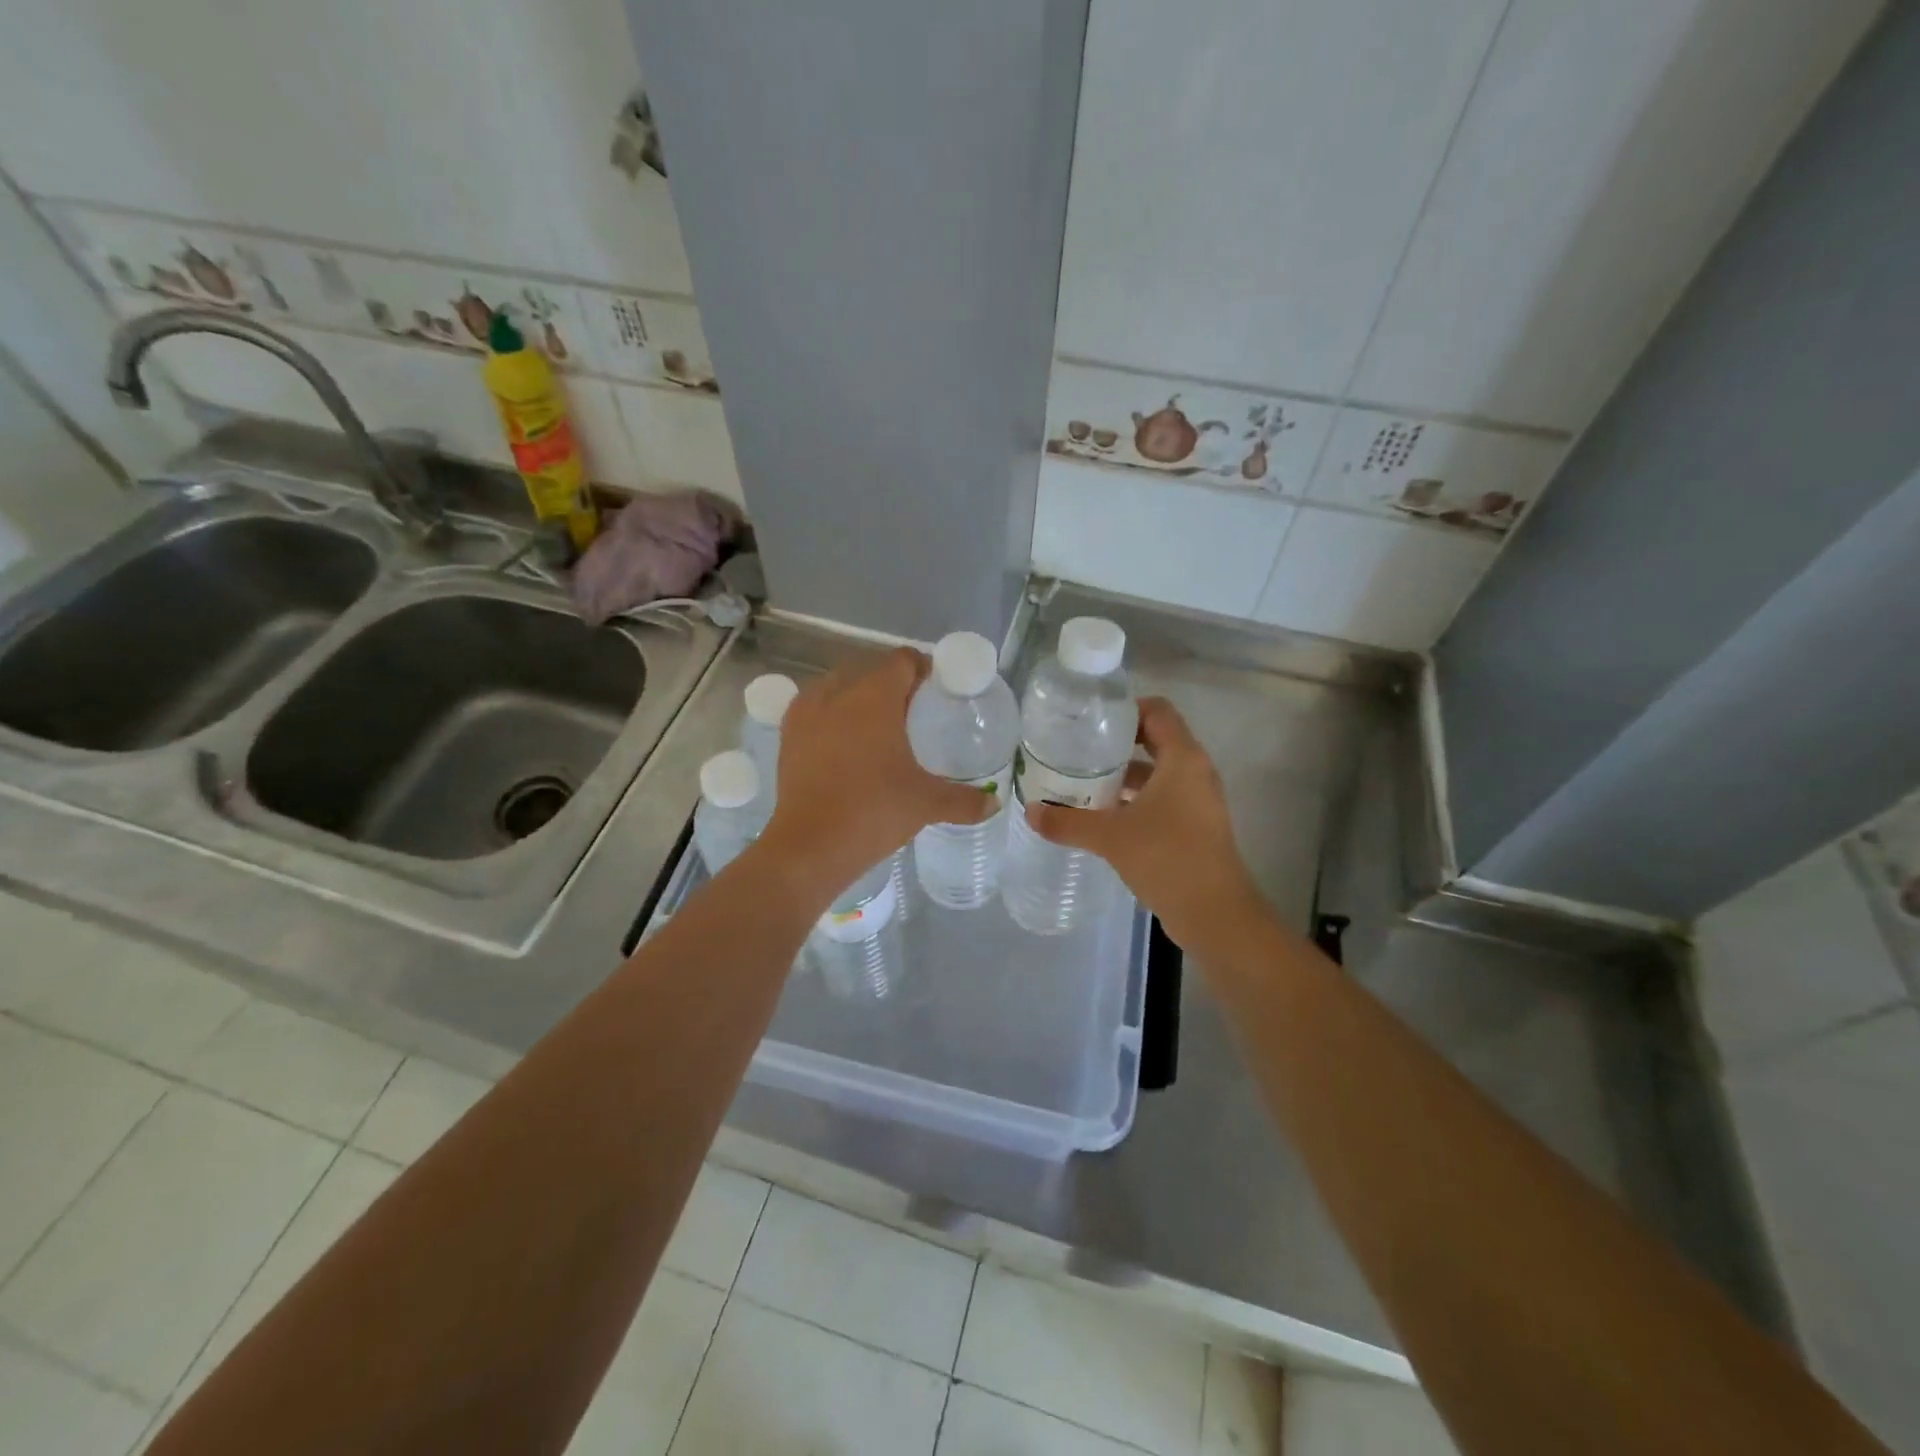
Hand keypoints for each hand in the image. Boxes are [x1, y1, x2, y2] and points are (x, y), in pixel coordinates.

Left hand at [760, 648, 991, 901]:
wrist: (811, 845)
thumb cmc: (875, 811)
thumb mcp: (926, 803)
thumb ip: (964, 800)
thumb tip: (994, 803)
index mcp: (875, 697)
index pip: (902, 660)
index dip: (922, 668)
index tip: (936, 688)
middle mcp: (838, 693)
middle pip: (869, 670)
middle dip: (891, 683)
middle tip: (911, 711)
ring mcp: (807, 713)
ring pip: (836, 686)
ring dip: (856, 695)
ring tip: (874, 724)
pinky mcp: (787, 735)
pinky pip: (812, 708)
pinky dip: (829, 714)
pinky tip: (841, 740)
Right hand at [1027, 697, 1263, 949]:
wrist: (1214, 914)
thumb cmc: (1167, 857)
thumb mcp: (1110, 837)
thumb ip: (1068, 822)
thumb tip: (1031, 811)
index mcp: (1183, 758)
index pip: (1158, 711)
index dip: (1126, 709)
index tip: (1090, 722)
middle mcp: (1195, 772)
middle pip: (1156, 740)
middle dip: (1117, 745)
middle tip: (1078, 751)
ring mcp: (1198, 801)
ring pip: (1157, 774)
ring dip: (1124, 776)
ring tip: (1083, 783)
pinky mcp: (1195, 826)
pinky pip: (1162, 799)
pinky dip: (1135, 800)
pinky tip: (1104, 817)